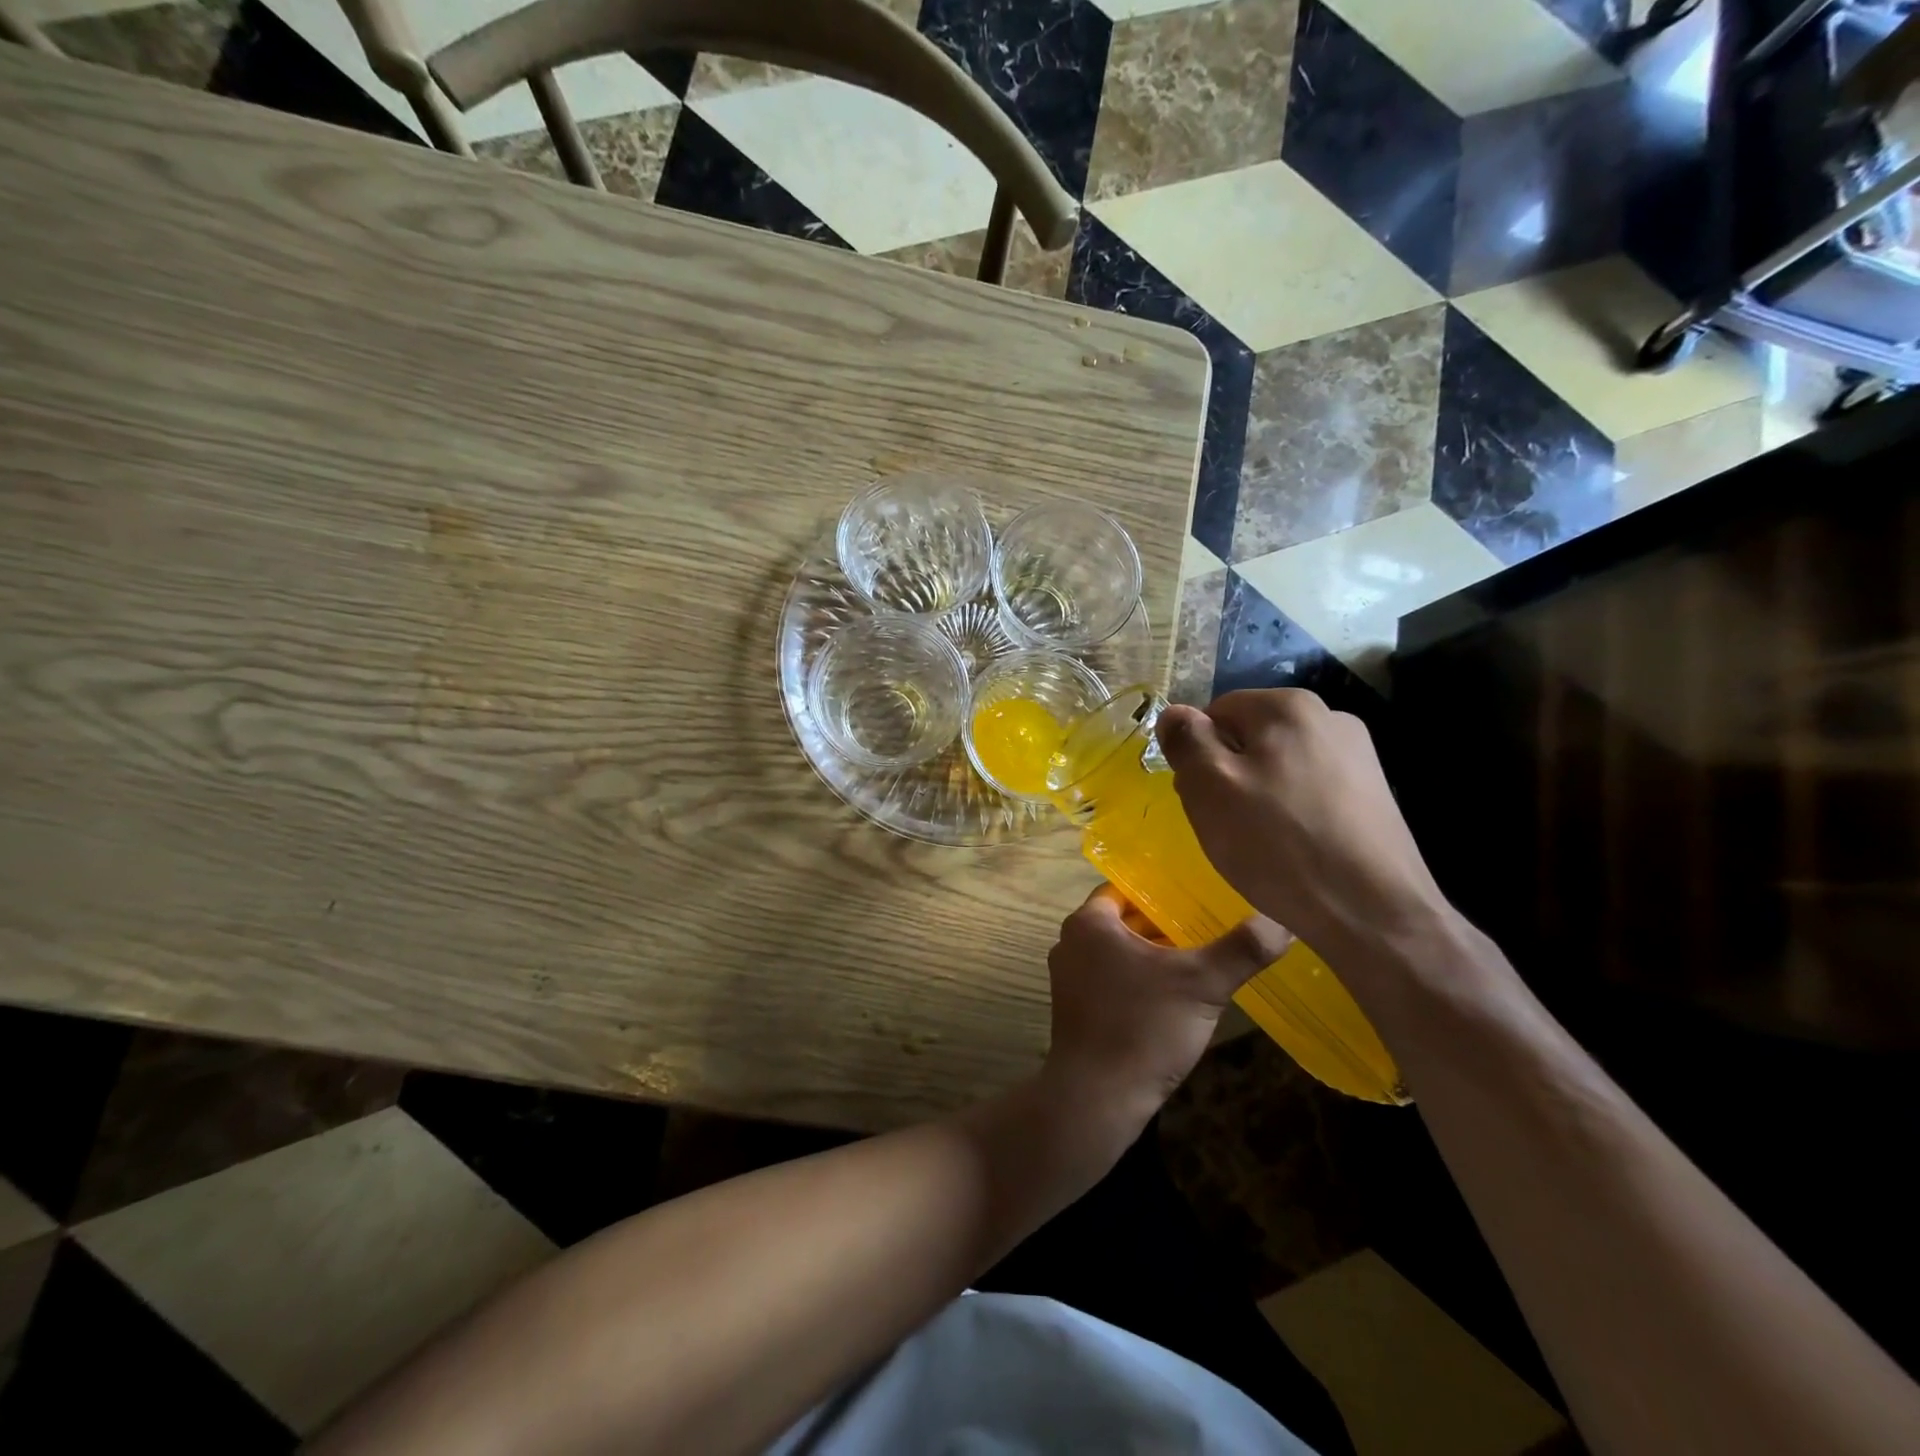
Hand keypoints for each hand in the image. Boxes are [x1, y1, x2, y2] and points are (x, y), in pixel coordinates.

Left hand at [1042, 884, 1290, 1119]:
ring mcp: (1068, 978)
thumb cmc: (1144, 1027)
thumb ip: (1242, 949)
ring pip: (1119, 953)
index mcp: (1089, 923)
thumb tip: (1282, 919)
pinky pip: (1111, 979)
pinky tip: (1173, 998)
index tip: (1198, 897)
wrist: (1098, 1098)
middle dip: (1163, 926)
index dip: (1163, 892)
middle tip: (1208, 928)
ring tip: (1198, 960)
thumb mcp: (1202, 984)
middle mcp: (1070, 943)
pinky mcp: (1075, 1009)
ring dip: (1153, 956)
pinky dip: (1138, 981)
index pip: (1127, 889)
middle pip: (1124, 922)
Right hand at [1156, 689, 1448, 961]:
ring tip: (1259, 842)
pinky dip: (1291, 813)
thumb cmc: (1278, 843)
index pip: (1215, 712)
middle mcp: (1330, 717)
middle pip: (1249, 737)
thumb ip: (1186, 740)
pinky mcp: (1374, 795)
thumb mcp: (1210, 787)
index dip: (1196, 753)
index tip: (1199, 796)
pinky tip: (1293, 849)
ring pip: (1279, 767)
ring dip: (1258, 796)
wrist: (1373, 913)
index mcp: (1288, 706)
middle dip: (1227, 774)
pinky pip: (1310, 791)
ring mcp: (1359, 756)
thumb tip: (1174, 712)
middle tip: (1224, 823)